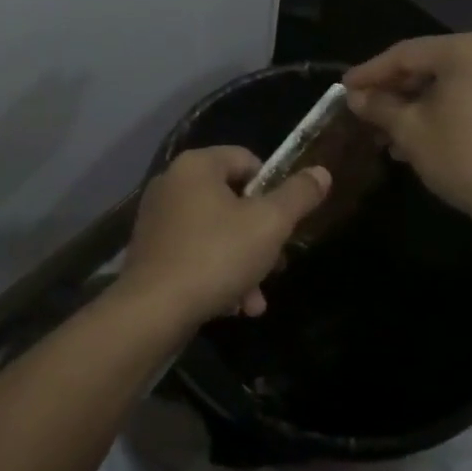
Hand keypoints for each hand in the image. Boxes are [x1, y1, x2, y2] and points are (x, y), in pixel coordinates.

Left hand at [120, 147, 330, 326]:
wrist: (152, 311)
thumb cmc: (216, 255)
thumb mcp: (269, 224)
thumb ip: (298, 196)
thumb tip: (321, 172)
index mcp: (197, 165)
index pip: (247, 160)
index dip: (273, 189)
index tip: (285, 222)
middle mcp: (171, 182)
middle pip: (232, 200)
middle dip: (260, 237)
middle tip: (277, 266)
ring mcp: (157, 217)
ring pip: (215, 232)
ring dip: (243, 263)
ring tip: (255, 301)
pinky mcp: (150, 250)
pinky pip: (193, 252)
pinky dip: (215, 273)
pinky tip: (231, 306)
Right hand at [343, 34, 471, 227]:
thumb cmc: (463, 156)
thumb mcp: (410, 130)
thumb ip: (379, 106)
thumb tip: (355, 97)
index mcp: (466, 50)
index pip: (405, 54)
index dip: (370, 72)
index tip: (344, 87)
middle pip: (427, 65)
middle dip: (392, 90)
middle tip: (362, 108)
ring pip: (445, 84)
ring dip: (412, 104)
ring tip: (382, 130)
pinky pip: (465, 96)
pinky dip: (438, 110)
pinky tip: (413, 137)